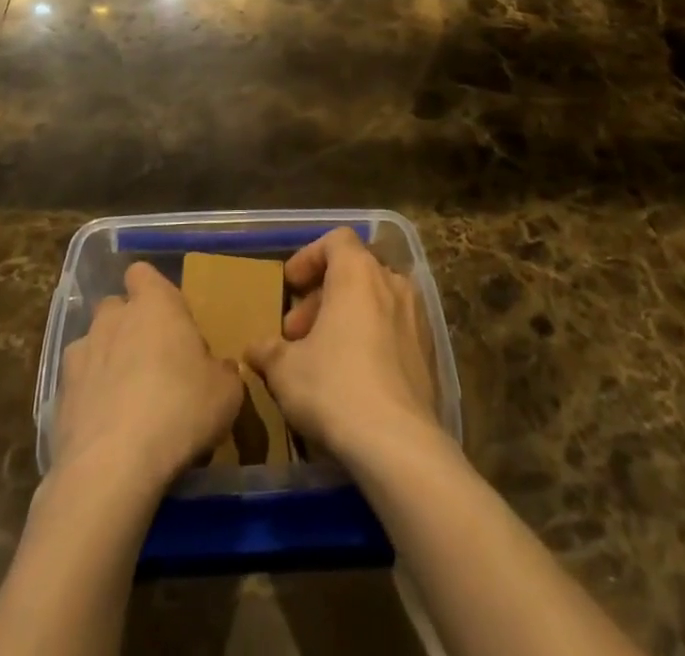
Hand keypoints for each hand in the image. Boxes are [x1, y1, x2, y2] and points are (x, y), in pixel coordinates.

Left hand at [54, 261, 243, 494]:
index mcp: (155, 303)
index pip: (143, 273)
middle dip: (129, 326)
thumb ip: (222, 372)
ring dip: (106, 360)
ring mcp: (81, 353)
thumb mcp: (226, 393)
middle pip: (116, 307)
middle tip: (153, 361)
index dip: (152, 290)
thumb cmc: (179, 411)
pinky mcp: (59, 393)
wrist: (112, 467)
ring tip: (125, 399)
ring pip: (93, 343)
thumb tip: (218, 369)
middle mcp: (113, 317)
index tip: (169, 318)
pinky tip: (105, 427)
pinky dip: (89, 397)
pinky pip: (78, 384)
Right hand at [245, 229, 441, 465]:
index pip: (336, 240)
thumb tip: (255, 348)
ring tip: (322, 356)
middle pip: (354, 271)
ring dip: (346, 318)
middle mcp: (391, 283)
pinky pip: (394, 329)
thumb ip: (268, 351)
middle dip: (322, 296)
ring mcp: (416, 317)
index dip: (309, 257)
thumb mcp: (285, 369)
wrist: (399, 444)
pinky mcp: (429, 352)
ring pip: (375, 300)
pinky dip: (371, 339)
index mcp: (357, 272)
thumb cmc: (335, 387)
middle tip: (297, 333)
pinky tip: (354, 378)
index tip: (290, 287)